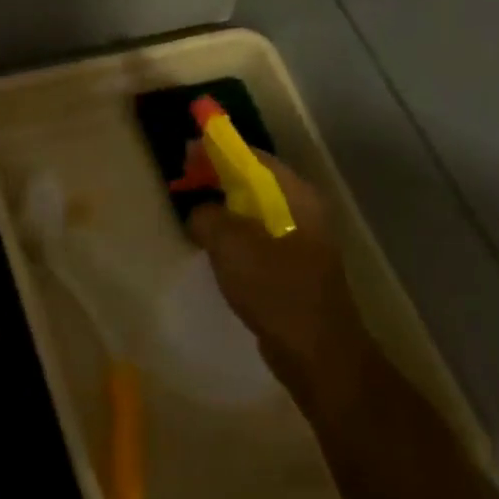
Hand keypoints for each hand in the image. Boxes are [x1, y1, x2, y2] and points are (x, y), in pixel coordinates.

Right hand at [185, 150, 372, 405]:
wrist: (315, 350)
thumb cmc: (276, 289)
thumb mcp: (232, 246)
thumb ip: (208, 217)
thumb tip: (199, 211)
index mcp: (295, 197)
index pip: (254, 157)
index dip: (219, 149)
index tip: (187, 148)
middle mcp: (302, 211)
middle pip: (255, 180)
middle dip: (218, 175)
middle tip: (183, 177)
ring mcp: (299, 239)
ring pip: (254, 209)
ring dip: (223, 203)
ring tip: (191, 206)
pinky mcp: (290, 265)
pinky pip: (255, 235)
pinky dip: (232, 230)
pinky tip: (211, 243)